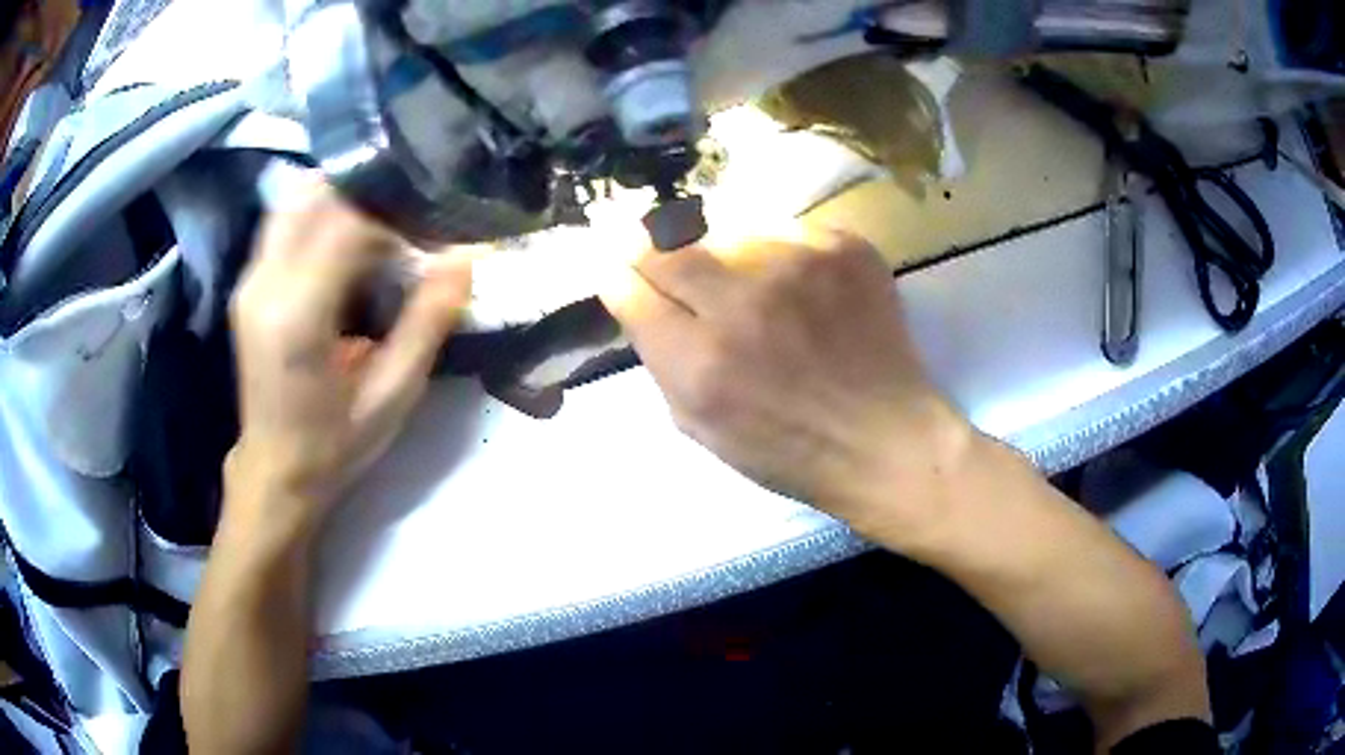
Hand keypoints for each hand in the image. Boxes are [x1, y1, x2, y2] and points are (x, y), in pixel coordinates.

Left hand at [226, 181, 470, 535]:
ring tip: (381, 216)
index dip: (394, 211)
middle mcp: (265, 284)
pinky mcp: (248, 283)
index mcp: (298, 315)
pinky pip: (284, 221)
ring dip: (341, 196)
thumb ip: (426, 324)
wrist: (276, 470)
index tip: (430, 222)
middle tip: (409, 211)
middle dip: (368, 192)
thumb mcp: (392, 395)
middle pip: (316, 196)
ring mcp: (250, 281)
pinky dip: (319, 212)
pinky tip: (346, 234)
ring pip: (295, 200)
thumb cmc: (335, 444)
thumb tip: (465, 260)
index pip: (345, 223)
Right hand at [601, 226, 973, 541]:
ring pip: (726, 231)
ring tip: (742, 280)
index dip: (616, 274)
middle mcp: (743, 304)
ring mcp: (798, 266)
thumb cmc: (790, 450)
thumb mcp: (701, 427)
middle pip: (667, 247)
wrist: (886, 438)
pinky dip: (775, 250)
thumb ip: (661, 361)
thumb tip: (637, 300)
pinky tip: (792, 282)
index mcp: (701, 363)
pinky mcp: (842, 246)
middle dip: (648, 247)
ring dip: (719, 253)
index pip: (629, 289)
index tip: (616, 266)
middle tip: (652, 249)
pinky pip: (783, 228)